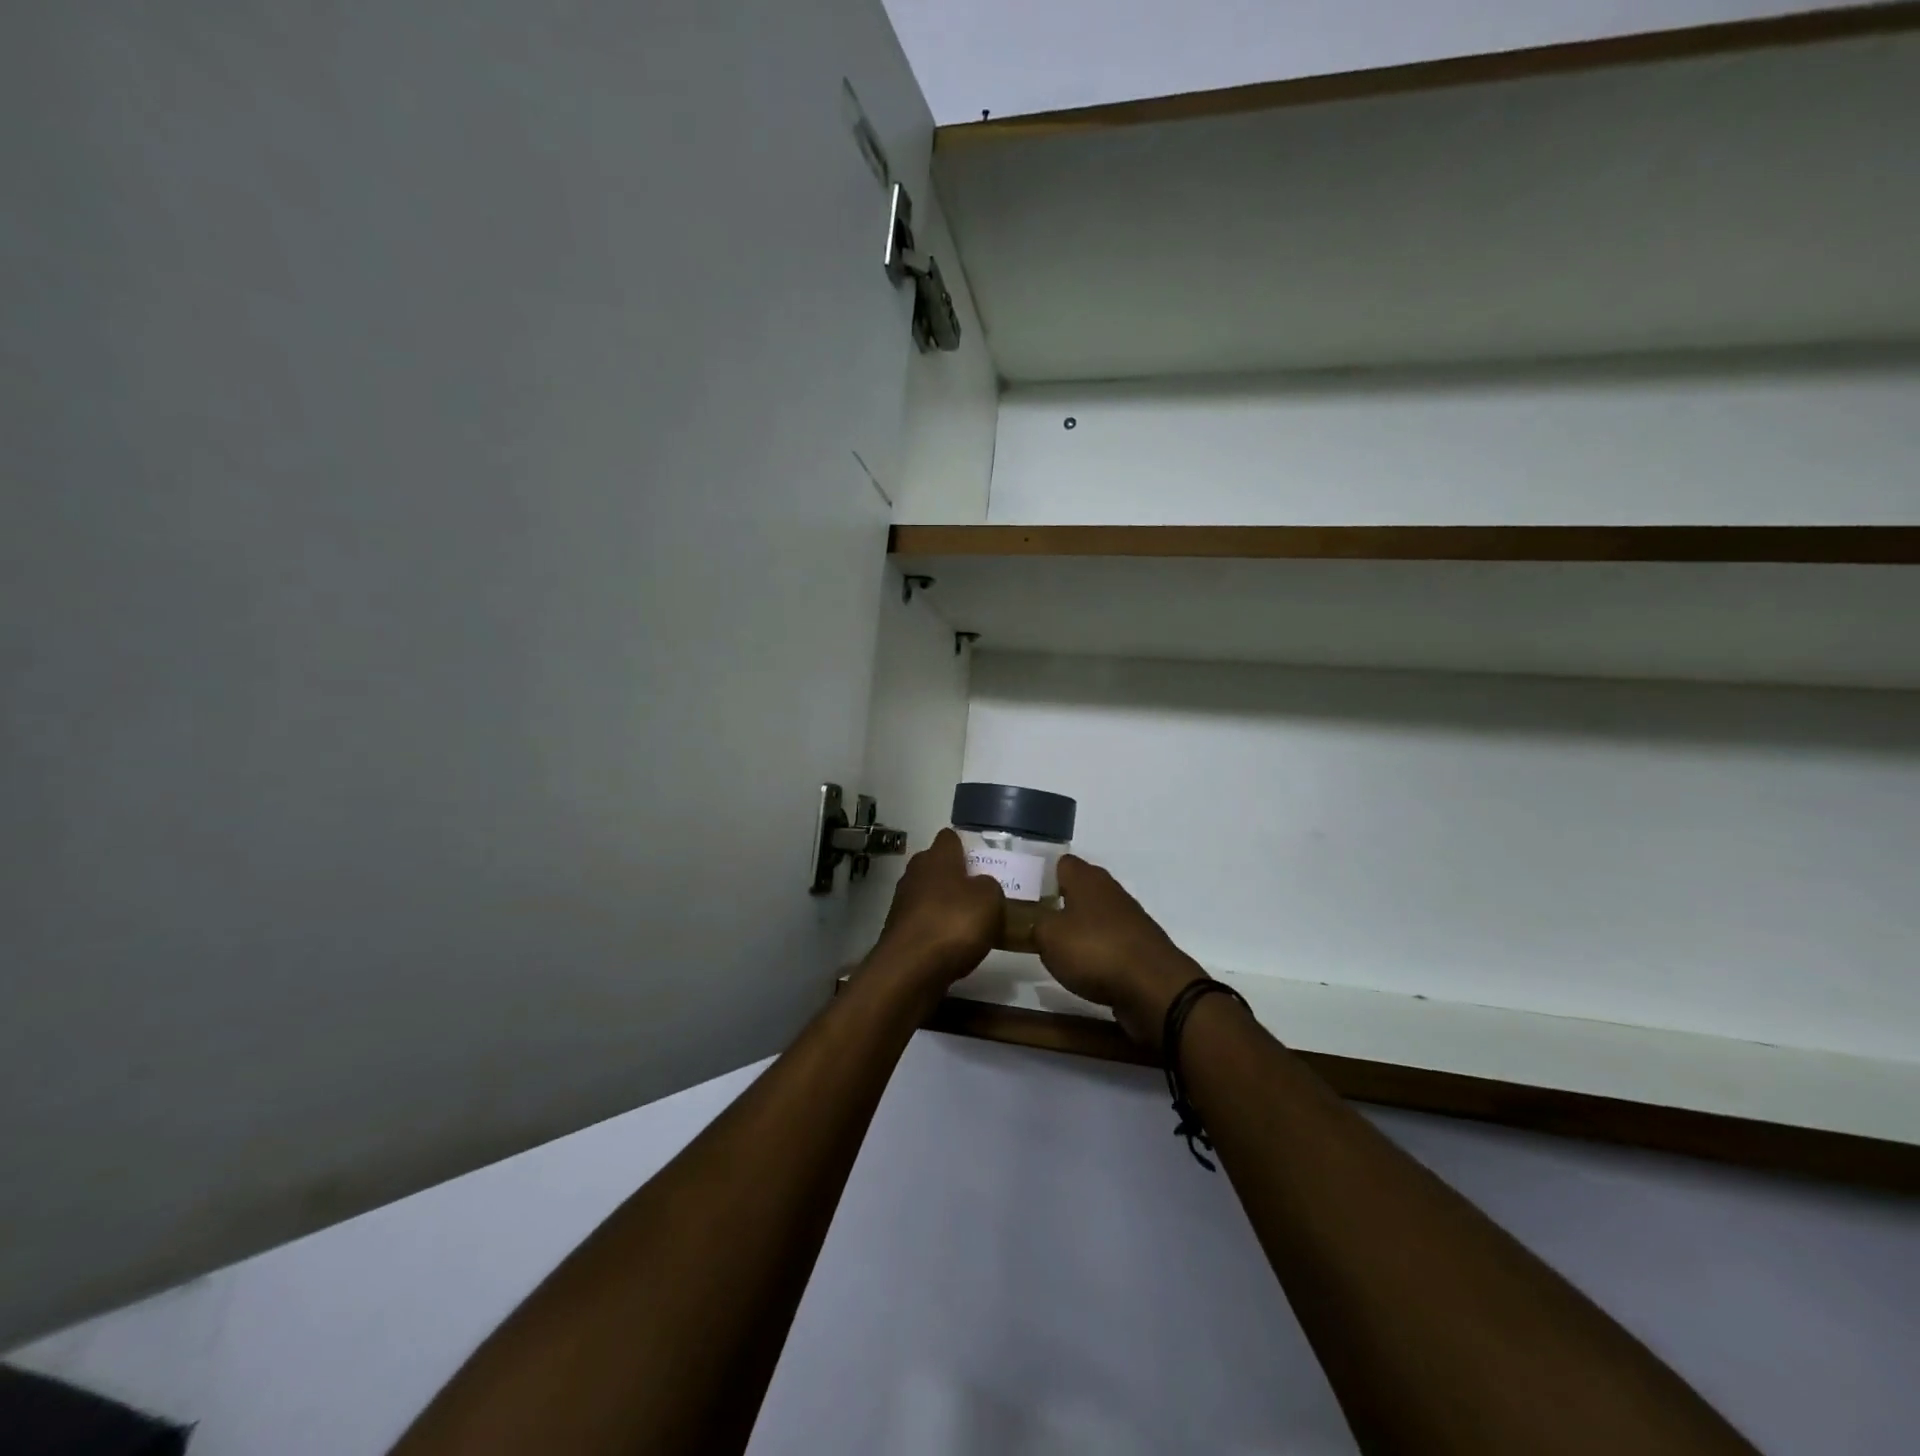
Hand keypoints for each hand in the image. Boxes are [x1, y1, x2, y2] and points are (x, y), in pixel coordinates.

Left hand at [867, 829, 1003, 988]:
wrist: (910, 970)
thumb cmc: (954, 923)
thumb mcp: (990, 899)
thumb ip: (989, 886)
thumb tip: (980, 886)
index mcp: (937, 857)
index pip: (949, 837)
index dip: (965, 846)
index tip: (982, 861)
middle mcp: (915, 873)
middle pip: (937, 866)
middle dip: (956, 877)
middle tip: (981, 894)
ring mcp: (902, 903)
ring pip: (929, 895)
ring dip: (946, 906)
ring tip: (971, 924)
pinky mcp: (898, 932)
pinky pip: (924, 923)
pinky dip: (937, 930)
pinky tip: (954, 946)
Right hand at [1032, 856, 1205, 1048]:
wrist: (1154, 987)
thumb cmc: (1095, 951)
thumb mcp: (1048, 938)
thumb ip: (1036, 925)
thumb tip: (1037, 923)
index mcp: (1086, 878)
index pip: (1061, 863)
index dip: (1043, 876)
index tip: (1026, 895)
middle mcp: (1110, 890)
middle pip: (1079, 889)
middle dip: (1059, 903)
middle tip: (1034, 922)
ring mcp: (1129, 918)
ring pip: (1095, 915)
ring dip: (1078, 929)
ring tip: (1056, 948)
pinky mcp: (1140, 946)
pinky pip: (1109, 941)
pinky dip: (1097, 951)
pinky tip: (1084, 968)